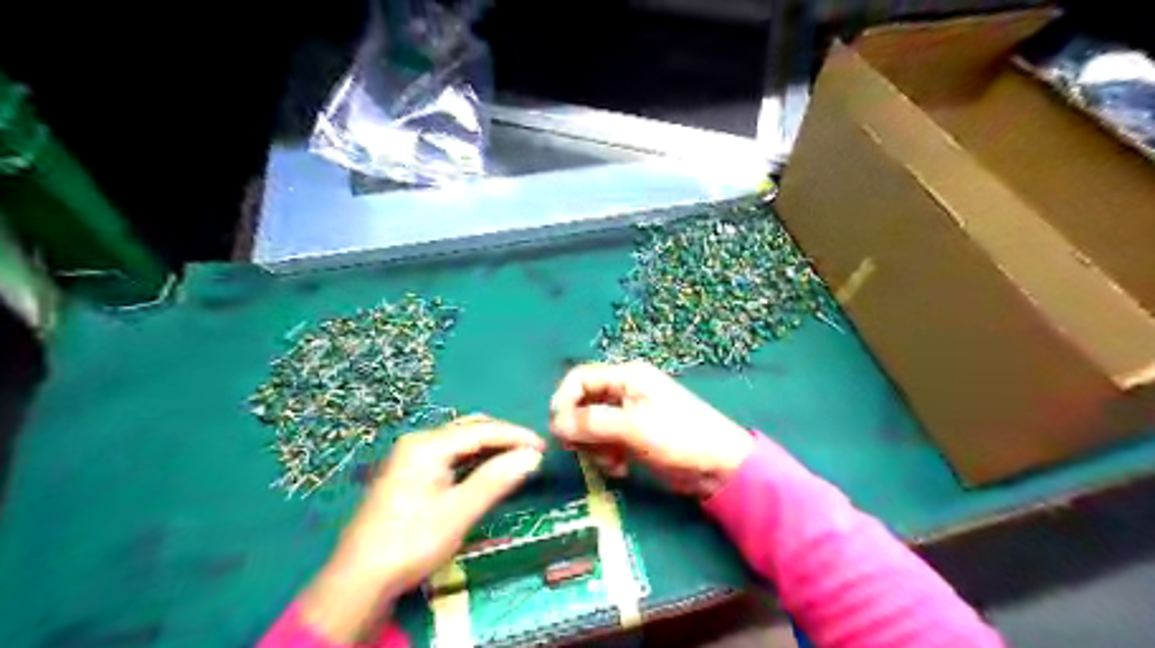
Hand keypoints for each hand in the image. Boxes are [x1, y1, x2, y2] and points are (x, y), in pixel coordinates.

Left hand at [300, 416, 546, 641]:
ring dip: (490, 448)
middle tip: (532, 453)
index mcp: (427, 445)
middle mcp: (419, 442)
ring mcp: (411, 457)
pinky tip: (488, 470)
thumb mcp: (458, 513)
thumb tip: (532, 457)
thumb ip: (495, 480)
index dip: (515, 436)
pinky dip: (474, 459)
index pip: (482, 431)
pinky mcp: (410, 473)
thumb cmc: (411, 543)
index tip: (543, 447)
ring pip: (460, 442)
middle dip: (503, 438)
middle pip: (470, 429)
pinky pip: (450, 455)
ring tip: (517, 460)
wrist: (359, 580)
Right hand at [546, 361, 754, 498]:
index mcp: (626, 377)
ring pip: (591, 426)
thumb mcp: (633, 428)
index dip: (563, 401)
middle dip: (580, 429)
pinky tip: (621, 469)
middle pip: (582, 403)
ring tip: (611, 464)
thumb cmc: (679, 437)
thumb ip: (592, 423)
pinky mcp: (633, 436)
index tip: (558, 430)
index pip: (579, 378)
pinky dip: (607, 456)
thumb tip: (555, 424)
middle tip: (581, 451)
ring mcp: (629, 414)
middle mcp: (624, 390)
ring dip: (594, 447)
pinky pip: (605, 442)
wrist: (719, 467)